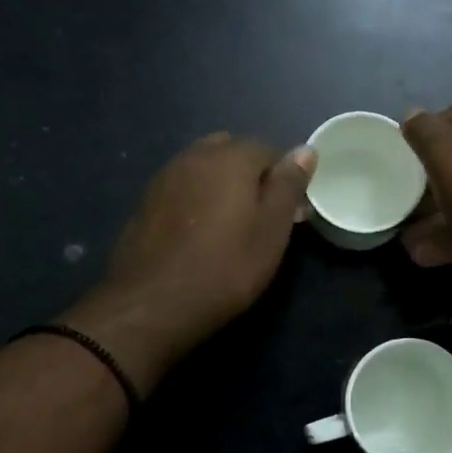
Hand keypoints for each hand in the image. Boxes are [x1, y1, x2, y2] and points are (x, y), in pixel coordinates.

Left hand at [64, 133, 314, 386]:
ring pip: (204, 167)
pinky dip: (197, 199)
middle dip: (251, 175)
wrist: (153, 303)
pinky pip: (182, 187)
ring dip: (222, 185)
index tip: (290, 212)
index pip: (269, 149)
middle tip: (261, 216)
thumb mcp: (271, 230)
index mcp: (230, 157)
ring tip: (230, 225)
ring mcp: (165, 176)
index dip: (284, 178)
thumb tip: (305, 149)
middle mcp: (194, 155)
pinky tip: (199, 232)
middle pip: (232, 152)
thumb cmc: (225, 267)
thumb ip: (288, 185)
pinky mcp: (146, 201)